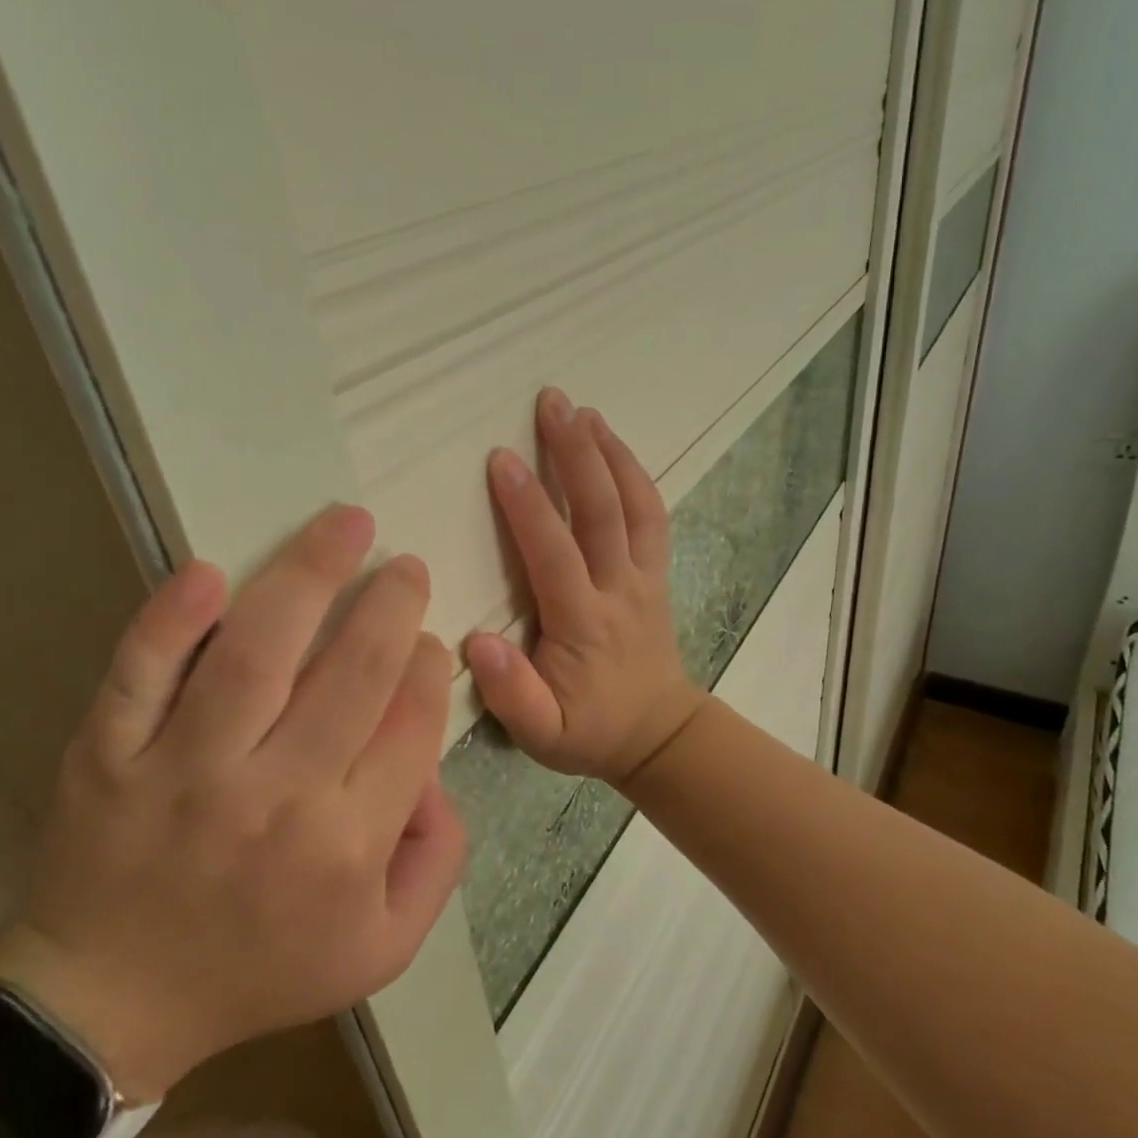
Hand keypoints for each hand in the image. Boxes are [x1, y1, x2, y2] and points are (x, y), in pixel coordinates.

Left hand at [0, 505, 465, 1099]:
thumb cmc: (260, 969)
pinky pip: (141, 676)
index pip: (410, 724)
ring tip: (346, 524)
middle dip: (391, 605)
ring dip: (309, 575)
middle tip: (404, 566)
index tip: (429, 640)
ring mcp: (185, 771)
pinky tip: (210, 572)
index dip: (430, 667)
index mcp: (348, 845)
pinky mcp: (110, 755)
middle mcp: (276, 799)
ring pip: (257, 654)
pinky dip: (171, 621)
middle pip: (352, 674)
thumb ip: (438, 857)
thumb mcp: (383, 945)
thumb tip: (433, 765)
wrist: (111, 1005)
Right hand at [464, 388, 705, 787]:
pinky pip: (652, 516)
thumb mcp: (543, 735)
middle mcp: (618, 590)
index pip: (554, 555)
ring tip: (582, 409)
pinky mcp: (656, 573)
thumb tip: (478, 643)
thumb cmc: (590, 731)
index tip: (502, 459)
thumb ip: (512, 695)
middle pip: (601, 513)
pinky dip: (634, 474)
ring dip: (609, 453)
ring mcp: (644, 578)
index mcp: (583, 625)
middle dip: (575, 454)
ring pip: (634, 506)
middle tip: (551, 402)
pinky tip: (612, 444)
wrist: (659, 734)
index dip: (528, 507)